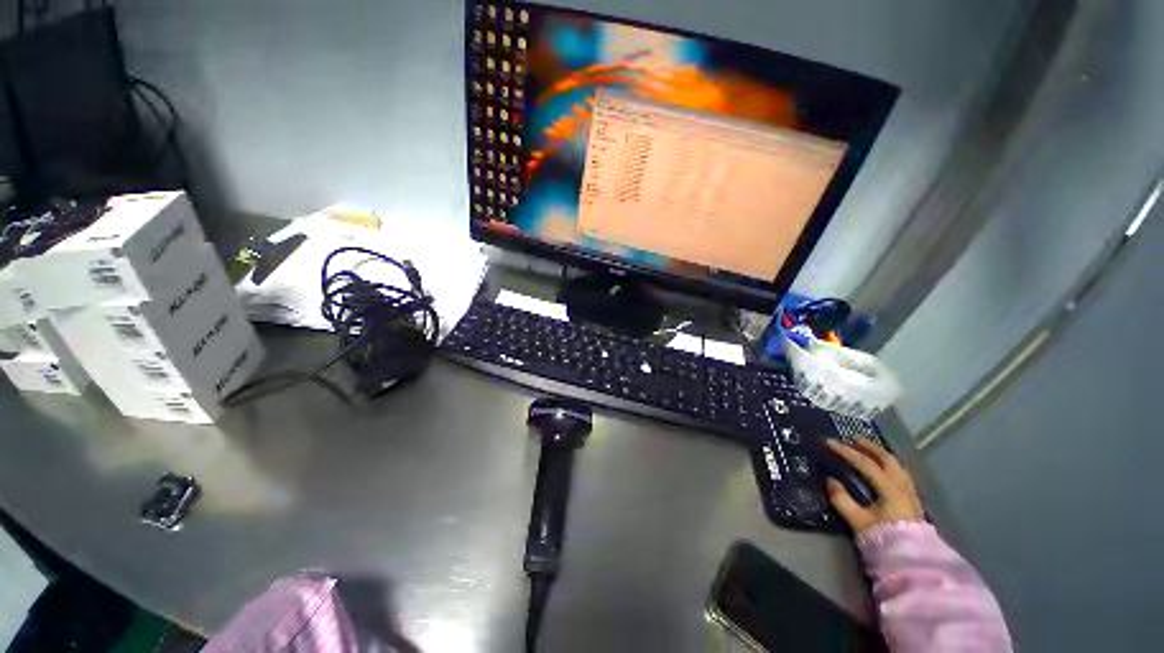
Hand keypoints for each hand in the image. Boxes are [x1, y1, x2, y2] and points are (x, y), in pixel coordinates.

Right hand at [825, 438, 924, 534]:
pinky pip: (900, 474)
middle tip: (853, 438)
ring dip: (881, 455)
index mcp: (890, 489)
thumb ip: (842, 500)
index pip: (865, 463)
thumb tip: (830, 480)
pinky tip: (882, 469)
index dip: (846, 451)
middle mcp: (903, 487)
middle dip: (869, 447)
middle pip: (888, 460)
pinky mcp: (912, 502)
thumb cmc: (885, 540)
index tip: (828, 442)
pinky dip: (888, 465)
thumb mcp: (859, 521)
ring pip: (897, 466)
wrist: (914, 564)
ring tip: (867, 450)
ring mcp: (910, 494)